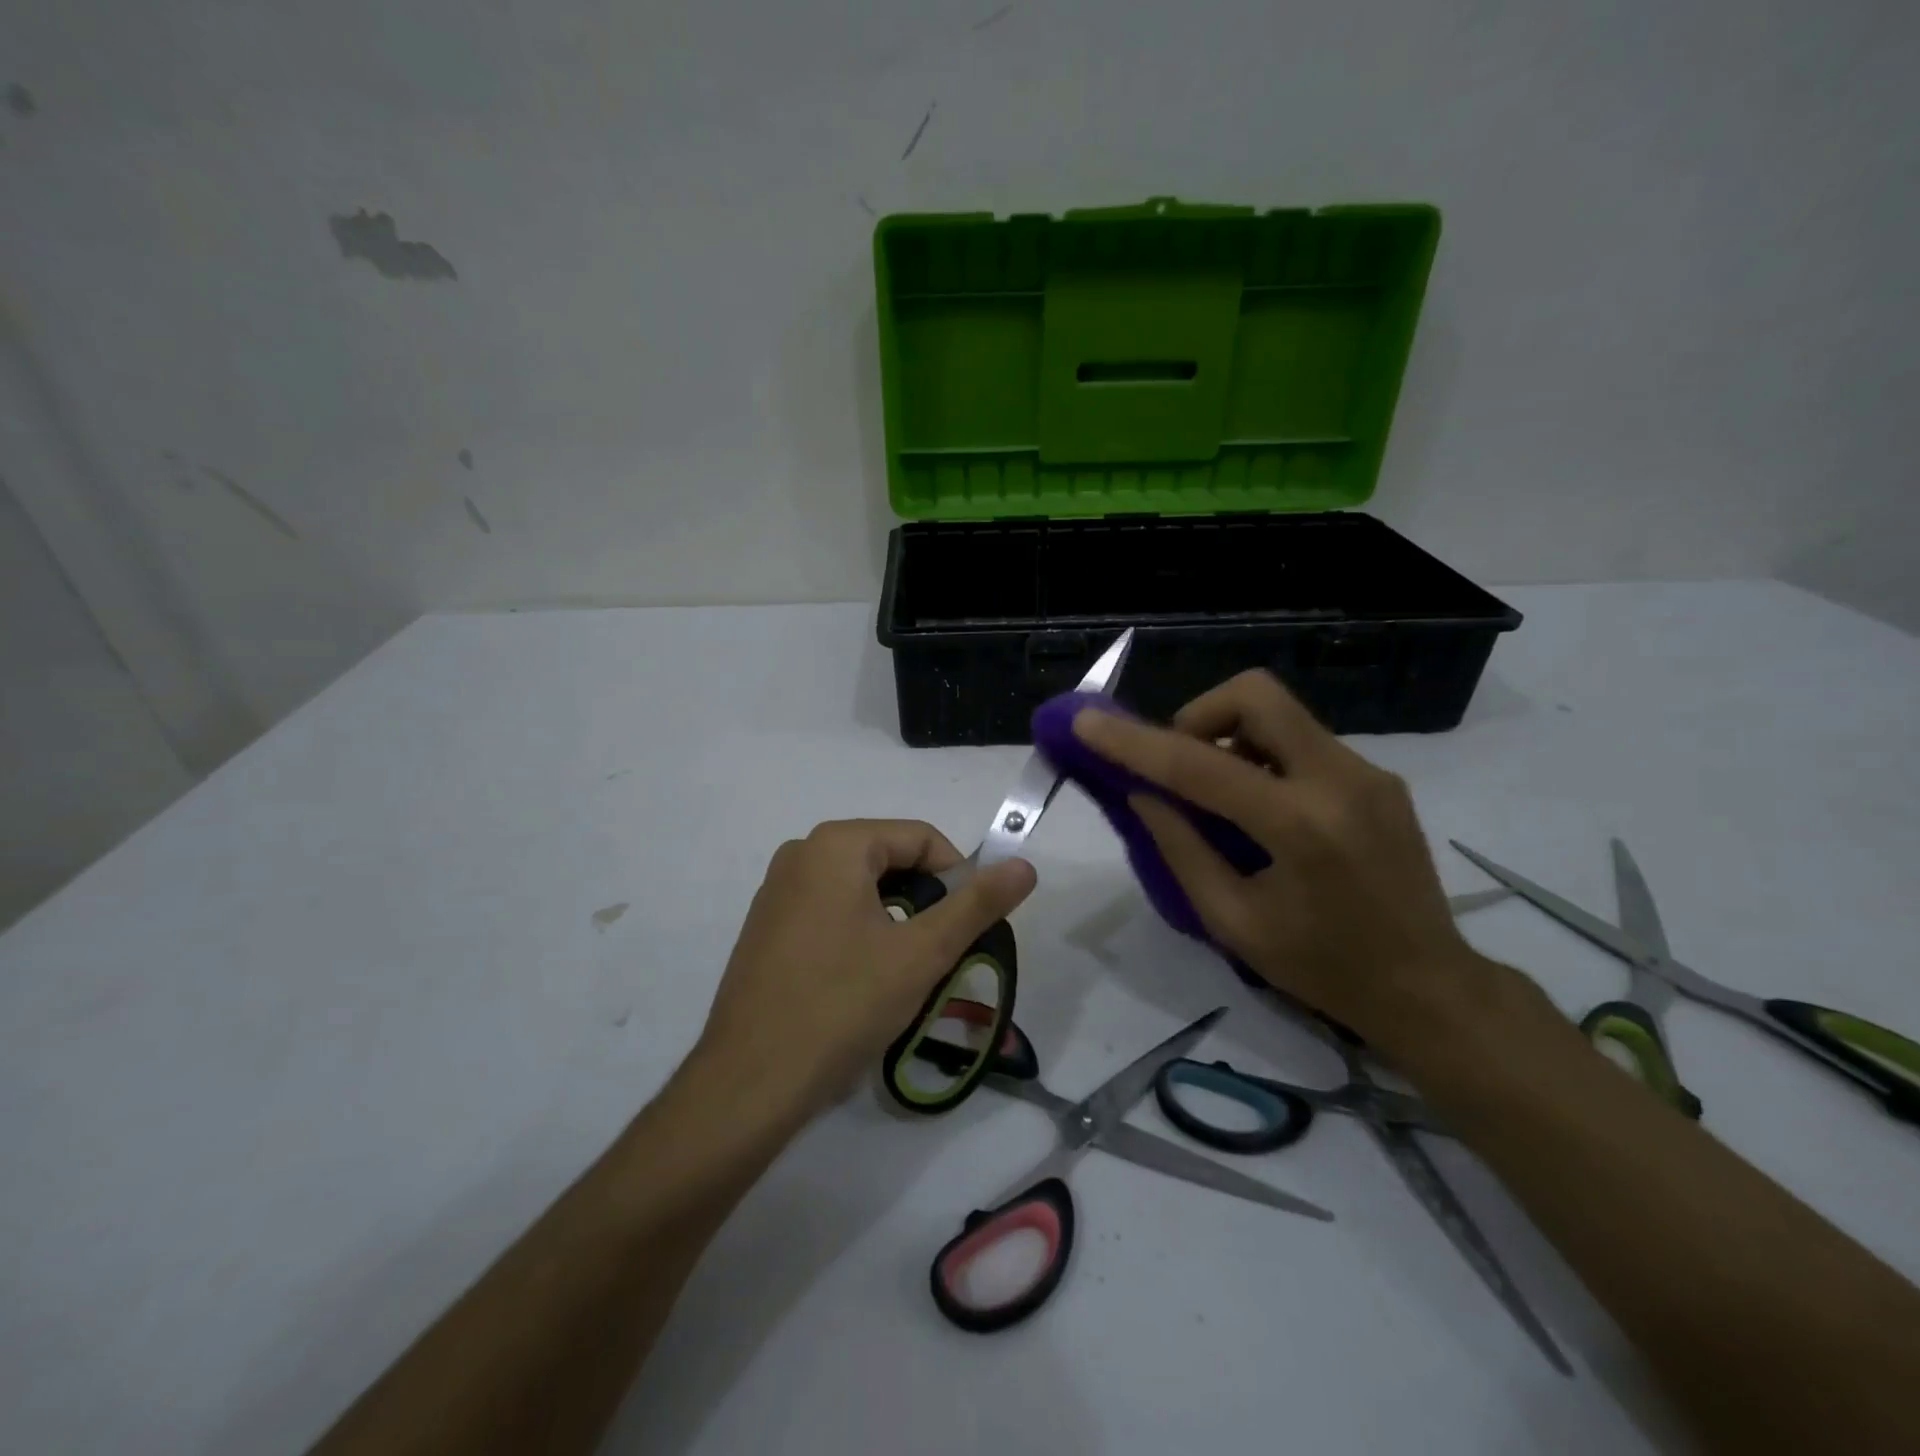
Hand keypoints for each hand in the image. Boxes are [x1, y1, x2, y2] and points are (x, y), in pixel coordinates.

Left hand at [695, 819, 1036, 1119]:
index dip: (958, 877)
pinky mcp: (766, 928)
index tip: (971, 927)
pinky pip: (830, 911)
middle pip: (889, 860)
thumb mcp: (921, 953)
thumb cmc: (842, 1005)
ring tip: (907, 973)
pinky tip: (863, 982)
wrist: (749, 1083)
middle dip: (926, 901)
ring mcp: (777, 891)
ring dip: (896, 921)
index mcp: (835, 845)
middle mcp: (800, 854)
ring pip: (861, 889)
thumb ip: (977, 904)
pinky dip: (861, 933)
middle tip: (942, 954)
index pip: (920, 837)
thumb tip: (1024, 865)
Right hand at [1072, 672, 1481, 1048]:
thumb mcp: (1233, 922)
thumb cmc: (1322, 969)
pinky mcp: (1377, 777)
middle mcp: (1340, 780)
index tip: (1086, 723)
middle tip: (1177, 763)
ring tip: (1215, 794)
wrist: (1430, 988)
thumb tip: (1142, 793)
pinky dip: (1260, 755)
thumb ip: (1180, 848)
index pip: (1200, 765)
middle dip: (1197, 714)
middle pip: (1255, 695)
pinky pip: (1300, 739)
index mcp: (1300, 827)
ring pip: (1278, 712)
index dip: (1134, 741)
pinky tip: (1257, 806)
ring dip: (1228, 736)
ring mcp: (1366, 772)